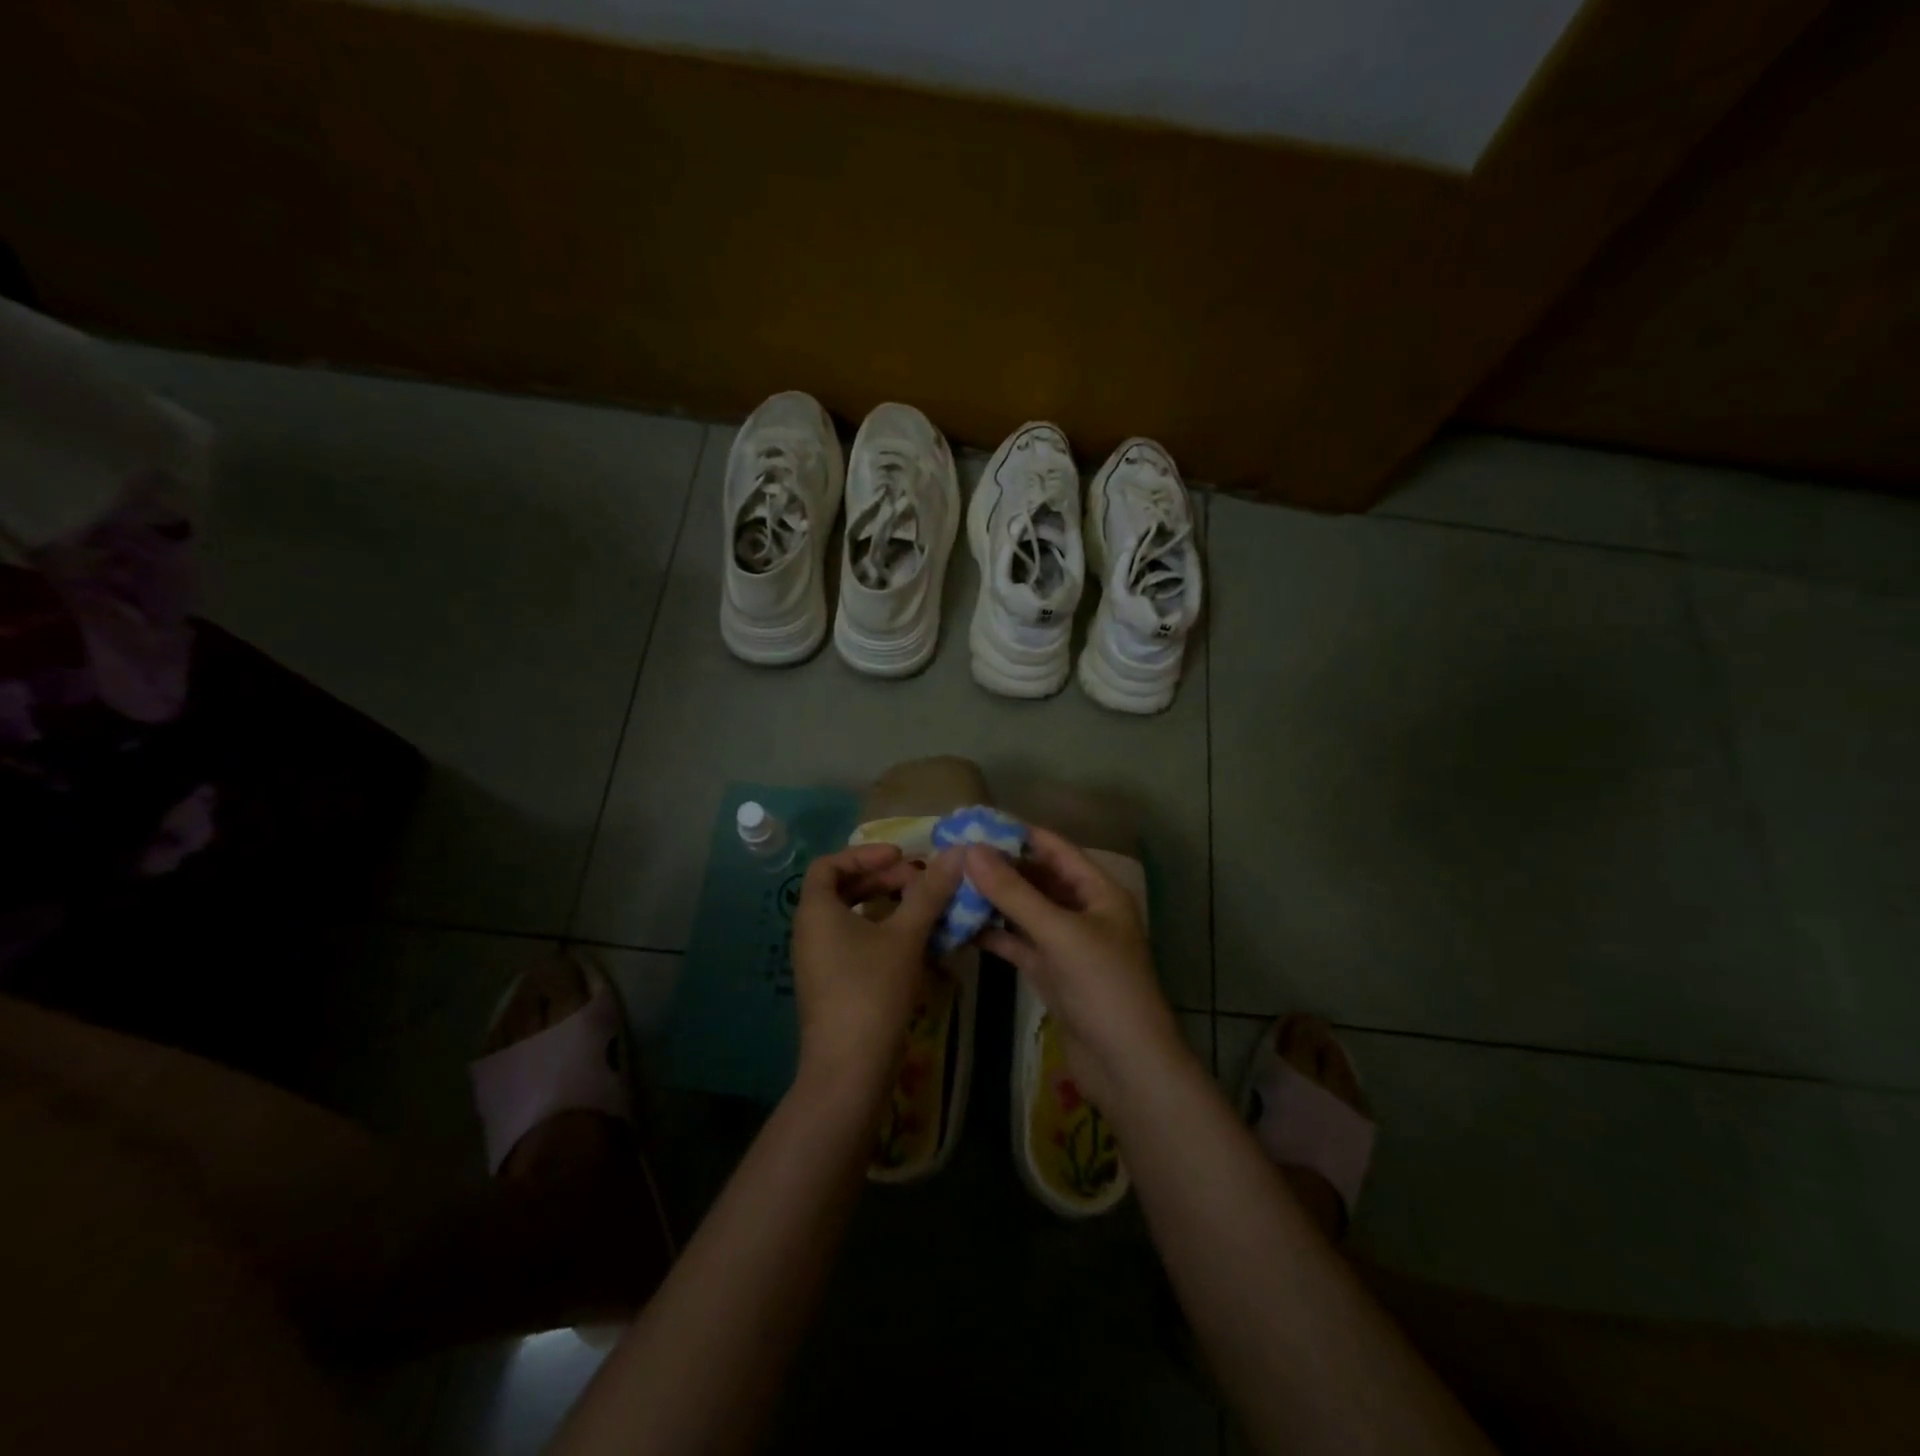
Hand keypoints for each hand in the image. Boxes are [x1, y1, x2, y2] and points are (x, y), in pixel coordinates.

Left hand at [790, 842, 963, 1094]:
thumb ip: (929, 892)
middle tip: (919, 880)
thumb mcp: (905, 936)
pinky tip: (916, 943)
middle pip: (842, 889)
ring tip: (922, 907)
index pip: (829, 864)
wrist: (849, 1070)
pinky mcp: (833, 985)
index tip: (901, 857)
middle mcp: (810, 932)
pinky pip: (855, 943)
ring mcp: (820, 961)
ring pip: (851, 918)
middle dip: (882, 879)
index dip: (865, 854)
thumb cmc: (872, 991)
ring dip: (885, 905)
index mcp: (816, 911)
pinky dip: (882, 932)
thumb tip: (957, 853)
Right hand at [964, 826, 1182, 1110]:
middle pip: (1037, 877)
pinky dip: (993, 934)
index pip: (1054, 848)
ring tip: (949, 884)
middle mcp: (1083, 910)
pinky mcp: (1051, 972)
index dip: (1016, 834)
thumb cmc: (1103, 987)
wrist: (1127, 1067)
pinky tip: (959, 926)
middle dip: (998, 867)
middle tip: (952, 854)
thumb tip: (971, 850)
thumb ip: (1014, 892)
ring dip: (992, 900)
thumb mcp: (1058, 933)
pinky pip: (1018, 943)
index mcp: (1098, 891)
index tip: (974, 823)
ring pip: (1024, 911)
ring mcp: (1066, 943)